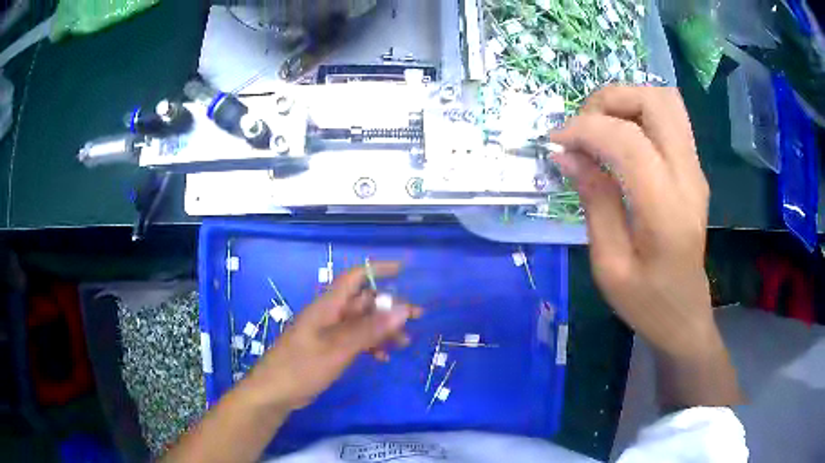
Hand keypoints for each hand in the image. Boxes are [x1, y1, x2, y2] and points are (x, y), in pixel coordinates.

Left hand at [243, 262, 420, 410]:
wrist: (275, 392)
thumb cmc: (302, 366)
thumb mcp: (338, 348)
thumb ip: (370, 329)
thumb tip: (403, 308)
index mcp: (328, 306)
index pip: (354, 278)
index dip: (377, 270)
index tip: (402, 270)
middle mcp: (330, 315)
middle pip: (363, 303)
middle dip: (389, 308)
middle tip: (416, 317)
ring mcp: (328, 333)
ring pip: (362, 324)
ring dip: (383, 330)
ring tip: (404, 343)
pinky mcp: (328, 350)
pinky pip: (355, 341)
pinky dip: (370, 345)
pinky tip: (382, 358)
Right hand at [552, 86, 714, 356]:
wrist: (685, 316)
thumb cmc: (645, 302)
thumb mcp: (609, 264)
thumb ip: (594, 201)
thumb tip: (567, 154)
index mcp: (666, 210)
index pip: (628, 141)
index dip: (585, 129)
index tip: (556, 142)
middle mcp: (688, 178)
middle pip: (655, 101)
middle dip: (610, 100)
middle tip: (583, 128)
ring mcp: (695, 170)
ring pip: (665, 101)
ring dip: (627, 102)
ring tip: (600, 128)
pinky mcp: (694, 169)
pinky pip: (669, 119)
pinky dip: (639, 114)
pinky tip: (620, 140)